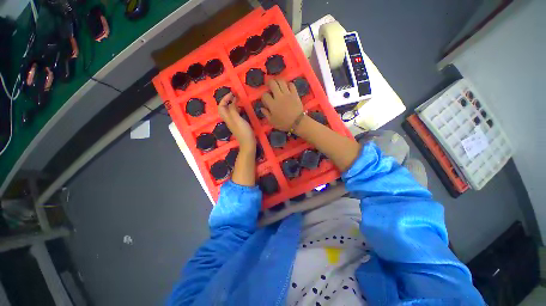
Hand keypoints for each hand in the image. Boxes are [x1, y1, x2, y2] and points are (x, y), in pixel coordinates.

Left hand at [218, 93, 255, 149]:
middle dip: (227, 100)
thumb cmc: (243, 131)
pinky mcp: (238, 125)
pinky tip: (241, 109)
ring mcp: (233, 122)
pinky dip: (236, 109)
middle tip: (234, 96)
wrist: (248, 143)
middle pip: (224, 108)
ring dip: (232, 104)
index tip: (232, 94)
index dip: (225, 99)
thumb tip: (232, 101)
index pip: (221, 106)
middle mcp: (228, 120)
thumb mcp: (237, 119)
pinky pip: (234, 114)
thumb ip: (233, 109)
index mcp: (227, 118)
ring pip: (229, 111)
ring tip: (238, 100)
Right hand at [261, 79, 303, 130]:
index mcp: (272, 104)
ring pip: (281, 82)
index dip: (264, 96)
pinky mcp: (295, 94)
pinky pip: (291, 85)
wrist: (297, 122)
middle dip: (269, 83)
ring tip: (277, 84)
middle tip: (269, 85)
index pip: (265, 95)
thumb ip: (266, 114)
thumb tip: (262, 108)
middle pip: (272, 84)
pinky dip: (288, 84)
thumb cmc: (284, 123)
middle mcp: (279, 96)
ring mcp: (287, 94)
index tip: (265, 99)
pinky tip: (287, 87)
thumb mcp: (272, 122)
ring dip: (278, 81)